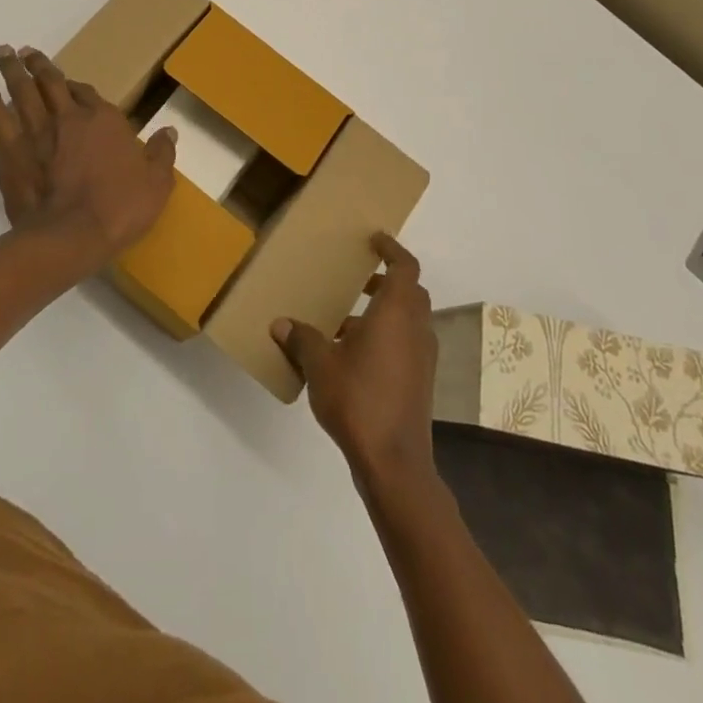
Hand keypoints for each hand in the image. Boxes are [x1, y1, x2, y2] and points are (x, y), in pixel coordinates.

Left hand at [0, 45, 177, 273]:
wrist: (71, 236)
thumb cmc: (119, 208)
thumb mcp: (157, 183)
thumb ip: (162, 154)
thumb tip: (170, 131)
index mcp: (104, 120)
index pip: (88, 93)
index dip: (77, 85)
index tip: (69, 80)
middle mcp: (68, 118)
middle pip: (50, 82)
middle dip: (39, 64)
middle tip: (26, 51)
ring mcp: (36, 132)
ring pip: (21, 91)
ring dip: (12, 70)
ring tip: (3, 53)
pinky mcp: (10, 151)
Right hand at [273, 234, 437, 490]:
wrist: (394, 462)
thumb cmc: (358, 399)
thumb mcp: (320, 364)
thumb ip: (302, 339)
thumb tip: (280, 324)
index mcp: (396, 313)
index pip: (405, 267)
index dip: (392, 249)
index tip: (374, 241)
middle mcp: (416, 329)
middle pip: (410, 292)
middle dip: (386, 281)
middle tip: (358, 279)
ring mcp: (422, 358)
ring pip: (408, 320)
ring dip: (384, 312)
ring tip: (345, 319)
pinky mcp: (420, 382)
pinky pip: (406, 344)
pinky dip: (386, 337)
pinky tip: (352, 355)